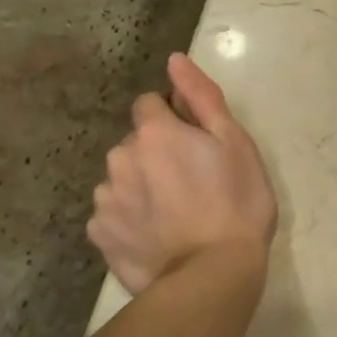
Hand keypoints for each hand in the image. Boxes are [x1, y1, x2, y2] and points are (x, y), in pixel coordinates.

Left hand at [88, 53, 277, 293]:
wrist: (212, 276)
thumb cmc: (236, 204)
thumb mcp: (235, 144)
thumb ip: (202, 97)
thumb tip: (174, 60)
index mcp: (155, 133)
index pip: (150, 105)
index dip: (174, 120)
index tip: (196, 145)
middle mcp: (120, 158)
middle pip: (135, 144)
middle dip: (157, 154)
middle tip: (192, 185)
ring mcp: (106, 199)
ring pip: (122, 179)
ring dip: (141, 186)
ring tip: (174, 216)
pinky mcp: (100, 235)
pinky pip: (112, 215)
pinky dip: (129, 220)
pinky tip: (155, 237)